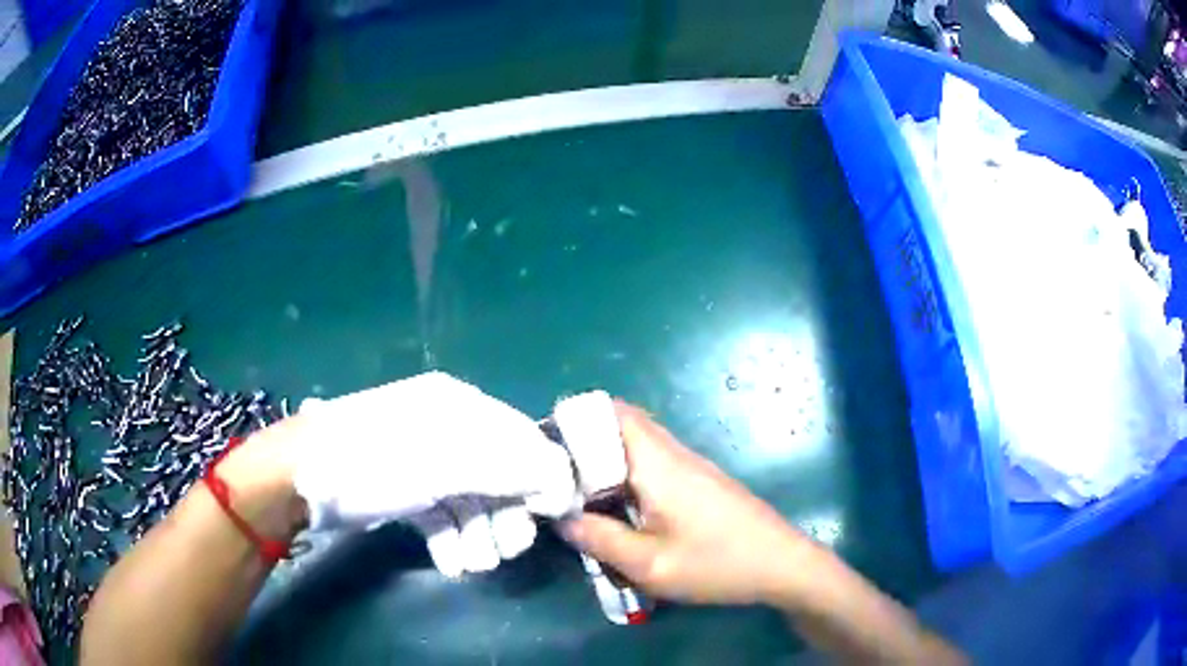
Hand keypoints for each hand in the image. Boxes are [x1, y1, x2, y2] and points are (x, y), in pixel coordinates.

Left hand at [292, 372, 576, 576]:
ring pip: (471, 502)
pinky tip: (451, 562)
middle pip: (498, 475)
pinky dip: (451, 540)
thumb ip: (511, 468)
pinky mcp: (406, 492)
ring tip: (473, 562)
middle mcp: (446, 431)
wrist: (304, 478)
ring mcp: (424, 464)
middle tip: (506, 548)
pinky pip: (443, 516)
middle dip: (505, 516)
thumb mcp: (448, 460)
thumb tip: (561, 483)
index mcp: (459, 408)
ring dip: (479, 536)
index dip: (541, 477)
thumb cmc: (379, 460)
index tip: (552, 516)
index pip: (520, 438)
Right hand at [560, 403, 820, 605]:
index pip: (612, 413)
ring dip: (604, 461)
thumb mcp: (650, 565)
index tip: (544, 448)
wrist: (782, 564)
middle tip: (554, 477)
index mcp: (658, 464)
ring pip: (636, 445)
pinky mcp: (699, 482)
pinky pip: (652, 464)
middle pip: (621, 424)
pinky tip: (617, 509)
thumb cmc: (718, 564)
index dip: (575, 419)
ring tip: (577, 495)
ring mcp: (690, 466)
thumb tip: (562, 519)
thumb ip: (600, 540)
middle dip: (583, 443)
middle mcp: (674, 454)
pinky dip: (625, 475)